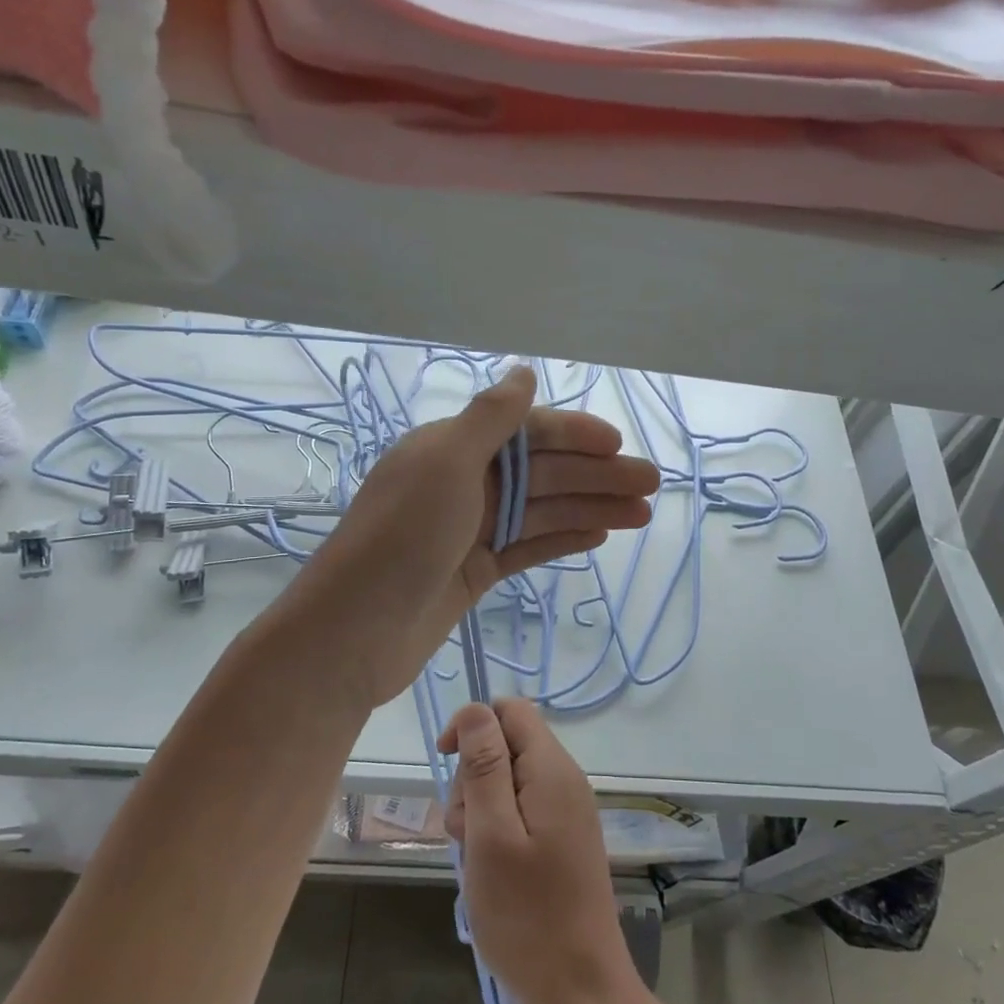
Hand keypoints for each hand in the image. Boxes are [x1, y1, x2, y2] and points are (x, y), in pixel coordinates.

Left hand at [300, 368, 659, 705]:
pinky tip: (599, 536)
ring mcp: (468, 530)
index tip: (617, 444)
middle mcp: (461, 483)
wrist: (352, 633)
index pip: (524, 432)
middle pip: (540, 472)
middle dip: (595, 475)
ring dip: (590, 508)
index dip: (573, 435)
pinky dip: (561, 539)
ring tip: (642, 514)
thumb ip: (491, 418)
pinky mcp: (474, 572)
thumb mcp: (445, 463)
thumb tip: (523, 370)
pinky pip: (527, 547)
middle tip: (651, 485)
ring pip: (541, 511)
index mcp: (450, 448)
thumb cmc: (401, 537)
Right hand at [440, 699, 644, 1003]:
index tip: (444, 764)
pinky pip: (522, 810)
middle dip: (473, 777)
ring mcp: (568, 809)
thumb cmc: (527, 916)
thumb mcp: (491, 835)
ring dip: (481, 809)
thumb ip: (483, 765)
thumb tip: (475, 709)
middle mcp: (565, 779)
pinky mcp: (564, 837)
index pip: (509, 710)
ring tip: (477, 859)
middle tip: (465, 833)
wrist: (581, 991)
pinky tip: (491, 869)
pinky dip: (497, 830)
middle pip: (507, 744)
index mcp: (552, 769)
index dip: (471, 726)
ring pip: (509, 779)